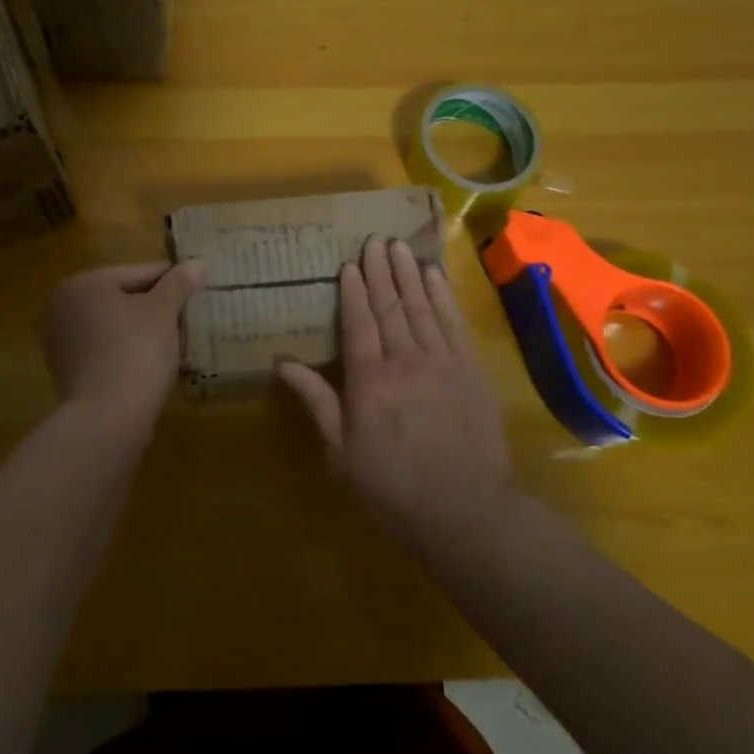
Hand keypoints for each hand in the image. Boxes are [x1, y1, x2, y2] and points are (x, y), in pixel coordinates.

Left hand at [42, 261, 205, 427]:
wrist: (108, 418)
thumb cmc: (136, 351)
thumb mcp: (164, 311)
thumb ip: (179, 283)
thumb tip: (196, 264)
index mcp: (83, 284)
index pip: (137, 273)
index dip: (170, 281)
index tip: (196, 288)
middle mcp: (62, 307)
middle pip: (122, 298)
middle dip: (154, 307)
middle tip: (186, 317)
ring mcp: (60, 341)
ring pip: (113, 325)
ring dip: (140, 330)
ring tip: (172, 341)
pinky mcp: (65, 372)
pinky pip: (104, 350)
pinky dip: (125, 351)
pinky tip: (149, 363)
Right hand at [278, 238, 515, 555]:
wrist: (467, 512)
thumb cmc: (393, 488)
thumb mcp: (342, 453)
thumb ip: (317, 401)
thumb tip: (283, 363)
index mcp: (369, 381)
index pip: (359, 322)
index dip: (353, 291)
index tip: (348, 264)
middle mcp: (404, 360)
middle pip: (390, 306)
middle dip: (380, 271)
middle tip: (374, 241)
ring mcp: (442, 361)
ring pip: (421, 306)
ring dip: (408, 273)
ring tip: (399, 247)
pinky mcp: (470, 369)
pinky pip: (453, 321)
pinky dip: (442, 295)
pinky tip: (434, 275)